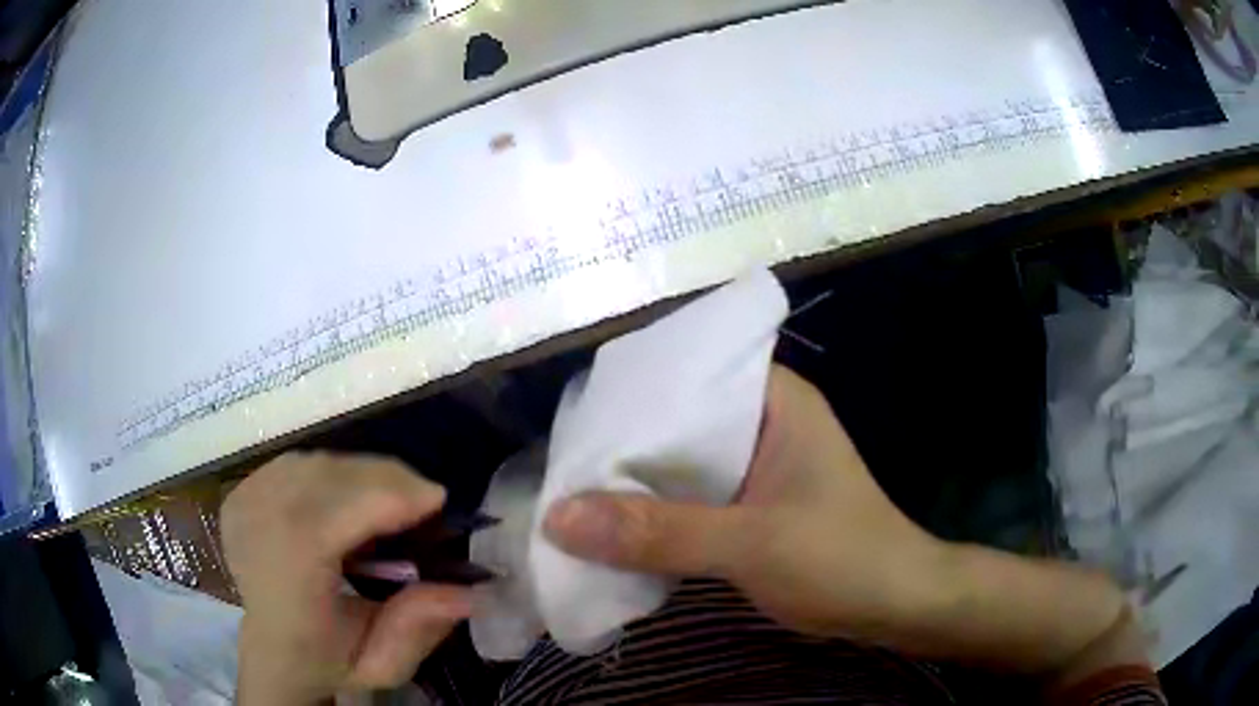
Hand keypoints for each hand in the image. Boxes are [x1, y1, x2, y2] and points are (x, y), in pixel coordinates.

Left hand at [222, 453, 472, 704]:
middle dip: (387, 479)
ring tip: (392, 502)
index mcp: (285, 579)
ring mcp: (244, 503)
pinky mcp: (241, 492)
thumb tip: (468, 591)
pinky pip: (298, 464)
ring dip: (362, 475)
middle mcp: (256, 529)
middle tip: (425, 502)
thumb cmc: (324, 661)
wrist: (266, 650)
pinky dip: (334, 474)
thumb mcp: (379, 665)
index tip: (439, 501)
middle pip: (327, 477)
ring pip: (315, 464)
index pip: (331, 515)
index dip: (388, 496)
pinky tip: (350, 499)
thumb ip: (416, 630)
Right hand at [544, 366, 1138, 677]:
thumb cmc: (843, 559)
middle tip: (560, 463)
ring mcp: (756, 464)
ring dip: (635, 483)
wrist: (896, 604)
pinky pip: (690, 497)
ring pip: (679, 463)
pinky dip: (656, 512)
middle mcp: (760, 420)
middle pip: (676, 421)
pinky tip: (615, 526)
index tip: (573, 423)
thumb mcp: (751, 545)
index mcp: (772, 398)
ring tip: (572, 491)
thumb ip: (658, 534)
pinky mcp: (750, 503)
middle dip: (622, 445)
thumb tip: (559, 518)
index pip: (686, 373)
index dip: (628, 394)